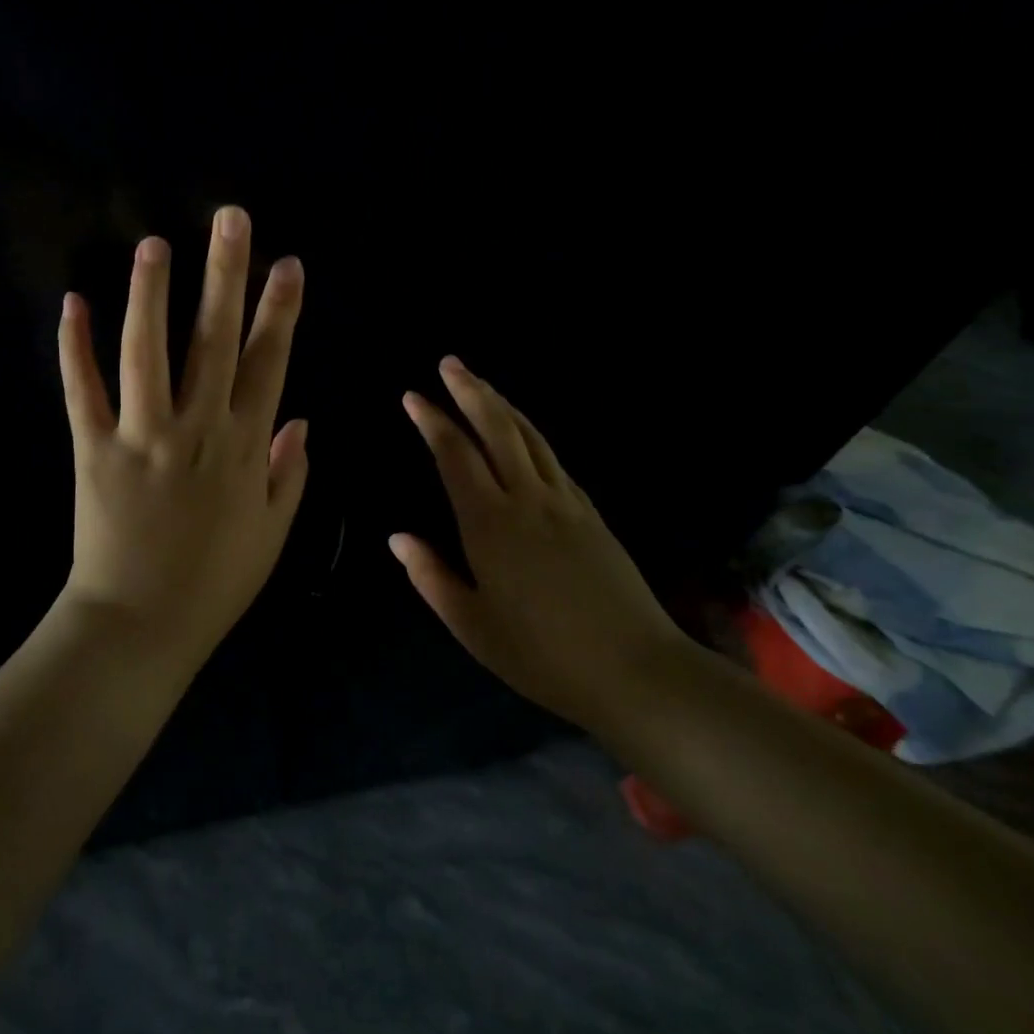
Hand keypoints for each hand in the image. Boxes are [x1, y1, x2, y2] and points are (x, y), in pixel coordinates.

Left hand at [55, 205, 307, 666]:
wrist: (141, 625)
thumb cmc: (214, 583)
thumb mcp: (272, 533)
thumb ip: (290, 473)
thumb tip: (303, 420)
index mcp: (244, 447)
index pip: (268, 363)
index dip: (280, 311)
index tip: (288, 264)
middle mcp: (196, 429)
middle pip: (214, 340)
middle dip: (226, 275)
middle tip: (230, 219)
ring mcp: (141, 436)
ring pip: (147, 351)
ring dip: (152, 294)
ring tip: (155, 243)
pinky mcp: (92, 449)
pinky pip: (82, 390)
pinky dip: (75, 347)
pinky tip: (73, 302)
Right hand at [390, 357, 685, 727]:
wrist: (635, 669)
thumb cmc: (541, 653)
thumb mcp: (471, 625)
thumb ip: (431, 577)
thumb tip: (398, 538)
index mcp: (490, 524)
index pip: (455, 456)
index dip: (433, 422)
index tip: (413, 396)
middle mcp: (527, 499)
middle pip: (496, 429)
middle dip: (470, 392)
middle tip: (449, 364)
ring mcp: (564, 502)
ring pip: (529, 437)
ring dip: (501, 405)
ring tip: (480, 384)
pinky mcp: (590, 513)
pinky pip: (552, 458)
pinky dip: (529, 433)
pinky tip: (522, 434)